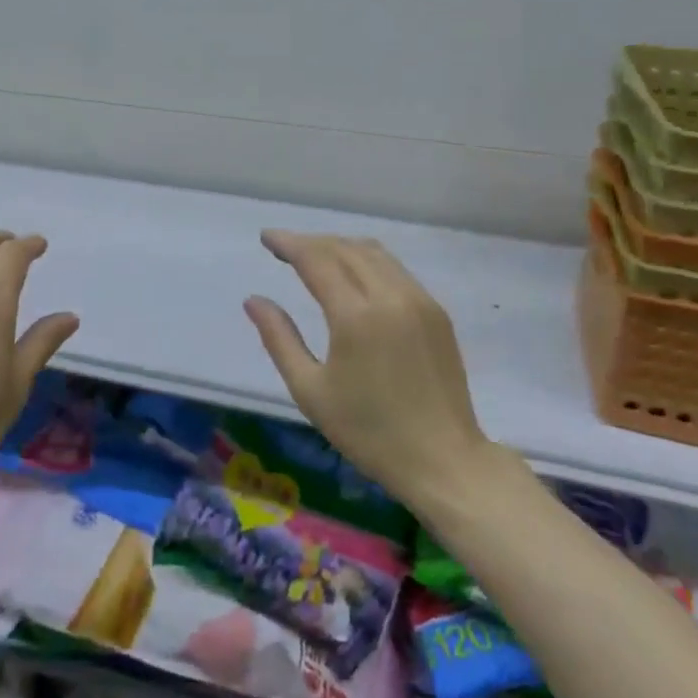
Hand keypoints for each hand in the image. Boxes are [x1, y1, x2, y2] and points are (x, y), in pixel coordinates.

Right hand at [244, 230, 495, 513]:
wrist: (444, 460)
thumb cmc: (369, 431)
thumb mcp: (310, 390)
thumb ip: (279, 339)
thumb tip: (254, 300)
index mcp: (356, 316)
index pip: (316, 260)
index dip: (289, 243)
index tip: (266, 237)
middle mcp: (390, 296)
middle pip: (345, 248)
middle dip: (311, 242)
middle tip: (284, 248)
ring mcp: (419, 301)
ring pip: (374, 253)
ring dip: (340, 246)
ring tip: (315, 255)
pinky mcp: (437, 312)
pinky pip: (395, 269)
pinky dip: (366, 260)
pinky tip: (353, 275)